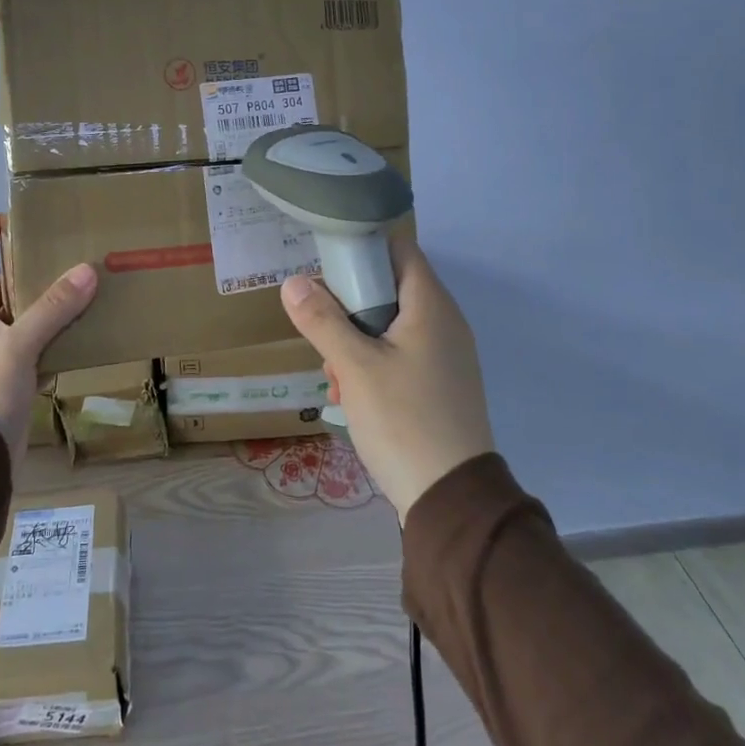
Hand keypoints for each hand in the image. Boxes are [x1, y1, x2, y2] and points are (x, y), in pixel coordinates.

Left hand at [0, 213, 95, 474]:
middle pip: (1, 293)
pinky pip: (41, 351)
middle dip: (20, 269)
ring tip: (75, 284)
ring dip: (45, 304)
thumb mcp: (19, 345)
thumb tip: (86, 270)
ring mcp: (1, 361)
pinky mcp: (17, 385)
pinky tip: (81, 334)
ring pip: (25, 322)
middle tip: (51, 248)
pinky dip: (58, 339)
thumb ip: (52, 309)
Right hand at [280, 238, 493, 521]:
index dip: (362, 247)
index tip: (326, 265)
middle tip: (323, 335)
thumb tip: (293, 282)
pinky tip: (353, 398)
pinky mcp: (440, 383)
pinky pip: (400, 355)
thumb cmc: (404, 419)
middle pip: (388, 288)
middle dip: (348, 308)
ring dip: (355, 342)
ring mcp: (445, 355)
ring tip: (336, 378)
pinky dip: (373, 365)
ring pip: (389, 326)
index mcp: (431, 305)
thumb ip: (322, 320)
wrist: (451, 498)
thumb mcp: (355, 366)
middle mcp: (444, 322)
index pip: (398, 248)